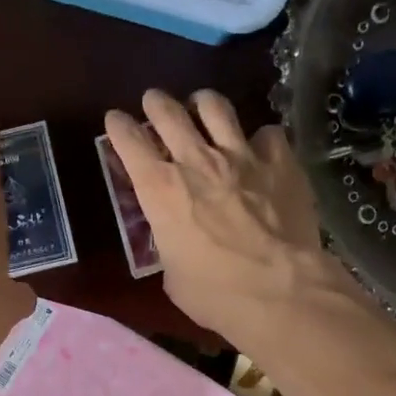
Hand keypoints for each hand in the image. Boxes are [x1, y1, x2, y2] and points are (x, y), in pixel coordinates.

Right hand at [105, 89, 345, 344]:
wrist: (277, 290)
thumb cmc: (214, 293)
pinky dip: (260, 139)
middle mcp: (196, 161)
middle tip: (154, 102)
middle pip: (169, 113)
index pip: (129, 142)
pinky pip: (267, 134)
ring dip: (203, 103)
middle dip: (156, 103)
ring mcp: (241, 156)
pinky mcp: (280, 162)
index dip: (119, 127)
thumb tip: (178, 240)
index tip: (115, 120)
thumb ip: (170, 244)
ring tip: (202, 105)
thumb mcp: (172, 274)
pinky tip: (261, 149)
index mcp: (160, 190)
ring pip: (216, 107)